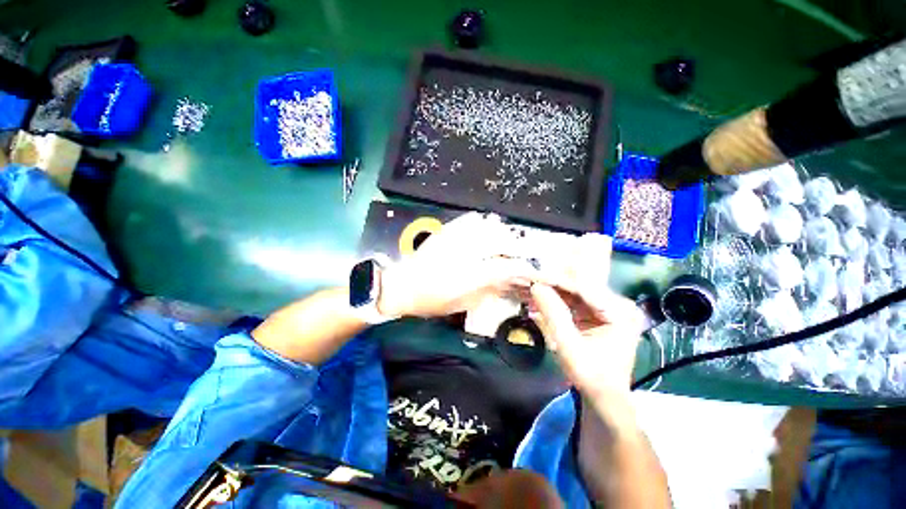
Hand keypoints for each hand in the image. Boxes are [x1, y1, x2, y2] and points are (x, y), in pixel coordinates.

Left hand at [378, 212, 552, 318]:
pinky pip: (472, 219)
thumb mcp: (464, 303)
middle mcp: (466, 251)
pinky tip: (488, 228)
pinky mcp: (447, 230)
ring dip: (504, 234)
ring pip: (489, 227)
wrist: (403, 286)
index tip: (534, 270)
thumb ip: (489, 289)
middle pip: (503, 241)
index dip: (526, 268)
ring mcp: (456, 236)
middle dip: (519, 247)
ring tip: (508, 241)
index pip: (508, 266)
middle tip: (525, 253)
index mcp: (471, 274)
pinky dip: (484, 223)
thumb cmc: (433, 301)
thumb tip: (509, 280)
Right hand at [530, 283, 645, 397]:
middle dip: (552, 284)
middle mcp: (619, 303)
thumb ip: (553, 314)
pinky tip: (539, 298)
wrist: (603, 396)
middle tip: (527, 279)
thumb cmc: (590, 376)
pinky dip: (556, 299)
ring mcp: (610, 306)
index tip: (531, 276)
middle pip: (579, 286)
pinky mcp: (599, 311)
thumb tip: (536, 286)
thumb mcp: (569, 346)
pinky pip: (574, 299)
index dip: (555, 281)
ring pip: (574, 291)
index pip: (583, 288)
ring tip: (529, 287)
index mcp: (621, 312)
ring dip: (552, 290)